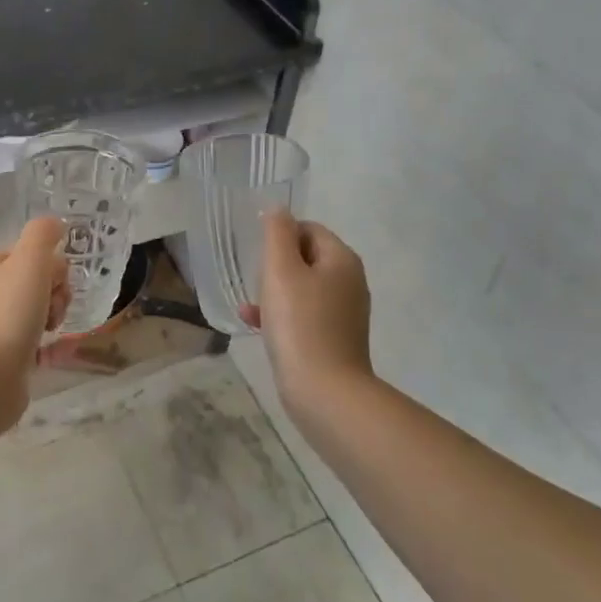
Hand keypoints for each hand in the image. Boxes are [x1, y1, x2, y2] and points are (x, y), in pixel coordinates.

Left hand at [0, 216, 69, 403]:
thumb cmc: (8, 314)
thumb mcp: (29, 262)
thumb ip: (43, 236)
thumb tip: (56, 223)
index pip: (29, 254)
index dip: (51, 265)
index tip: (56, 281)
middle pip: (37, 282)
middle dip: (56, 293)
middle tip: (54, 309)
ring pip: (39, 311)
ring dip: (55, 317)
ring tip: (52, 331)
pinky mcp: (6, 358)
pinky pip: (38, 343)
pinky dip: (53, 345)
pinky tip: (59, 351)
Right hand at [242, 210, 374, 418]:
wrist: (325, 391)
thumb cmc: (300, 324)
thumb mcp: (281, 270)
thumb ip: (277, 234)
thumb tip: (278, 210)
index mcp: (342, 260)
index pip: (309, 229)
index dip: (280, 236)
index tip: (258, 256)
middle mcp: (350, 282)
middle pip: (307, 258)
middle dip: (276, 266)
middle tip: (255, 281)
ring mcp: (345, 313)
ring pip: (303, 288)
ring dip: (274, 292)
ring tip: (250, 305)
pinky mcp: (335, 339)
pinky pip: (304, 315)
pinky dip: (282, 315)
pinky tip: (256, 326)